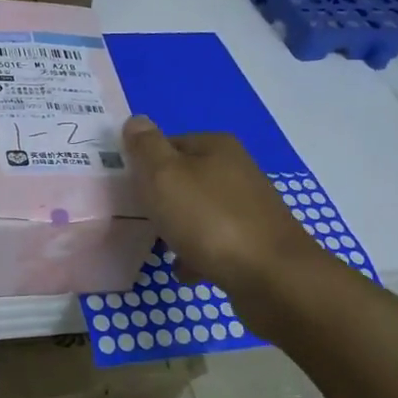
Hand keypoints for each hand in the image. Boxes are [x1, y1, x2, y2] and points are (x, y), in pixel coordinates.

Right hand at [122, 116, 327, 297]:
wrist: (270, 276)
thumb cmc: (209, 220)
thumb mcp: (164, 176)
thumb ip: (146, 147)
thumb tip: (136, 121)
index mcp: (216, 146)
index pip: (168, 143)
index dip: (144, 164)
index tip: (127, 189)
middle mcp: (237, 169)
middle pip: (183, 178)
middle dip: (160, 199)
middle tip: (139, 219)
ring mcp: (248, 206)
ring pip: (198, 212)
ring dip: (177, 229)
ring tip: (160, 248)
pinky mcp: (254, 240)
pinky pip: (214, 241)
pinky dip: (197, 253)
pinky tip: (186, 270)